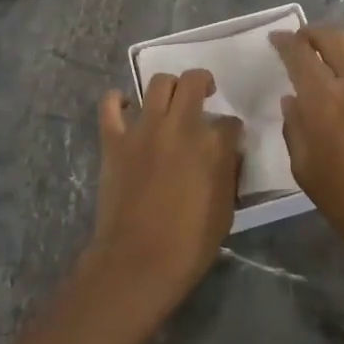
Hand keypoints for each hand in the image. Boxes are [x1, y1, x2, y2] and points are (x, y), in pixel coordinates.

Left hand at [80, 71, 242, 318]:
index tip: (229, 139)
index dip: (232, 129)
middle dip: (203, 82)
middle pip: (194, 81)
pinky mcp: (115, 139)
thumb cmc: (189, 244)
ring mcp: (144, 129)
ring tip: (170, 100)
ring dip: (169, 87)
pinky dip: (119, 100)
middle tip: (204, 94)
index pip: (230, 122)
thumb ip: (228, 172)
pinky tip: (127, 107)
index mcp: (212, 145)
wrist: (138, 261)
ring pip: (158, 83)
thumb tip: (229, 151)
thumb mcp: (225, 210)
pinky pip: (111, 104)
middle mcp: (180, 126)